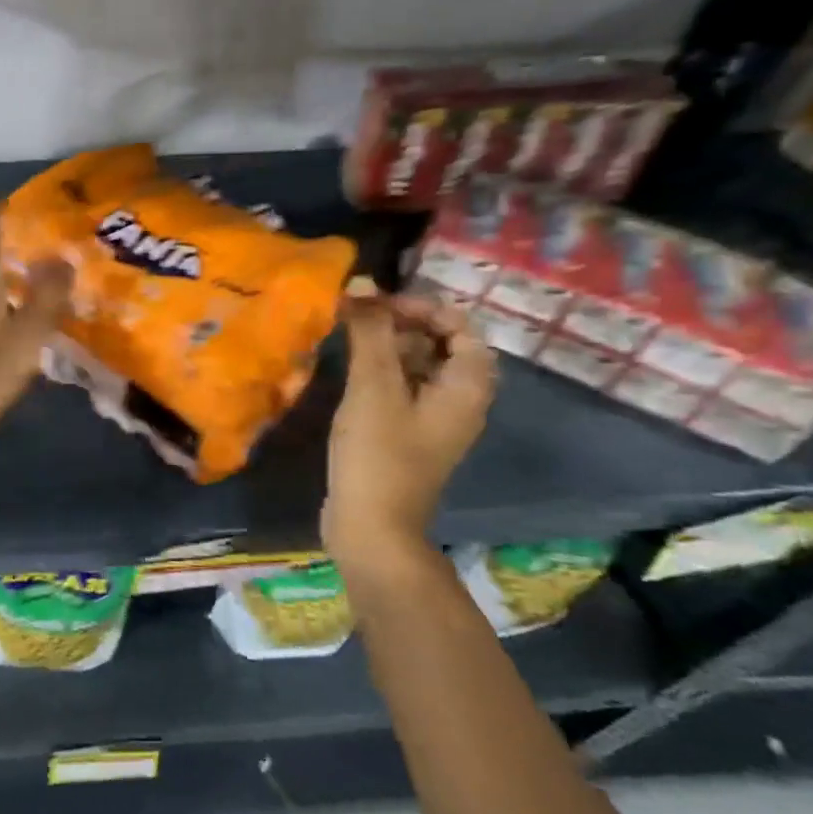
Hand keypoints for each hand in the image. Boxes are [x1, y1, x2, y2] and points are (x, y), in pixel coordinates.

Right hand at [323, 292, 495, 567]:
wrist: (371, 529)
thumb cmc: (379, 455)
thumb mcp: (374, 387)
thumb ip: (370, 333)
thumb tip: (361, 284)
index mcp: (466, 388)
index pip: (460, 327)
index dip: (422, 307)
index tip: (378, 304)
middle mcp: (457, 402)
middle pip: (439, 345)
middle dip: (401, 323)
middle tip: (357, 315)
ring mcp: (431, 422)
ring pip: (417, 367)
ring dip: (386, 346)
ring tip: (346, 335)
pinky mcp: (405, 436)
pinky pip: (400, 390)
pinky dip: (379, 372)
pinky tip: (347, 370)